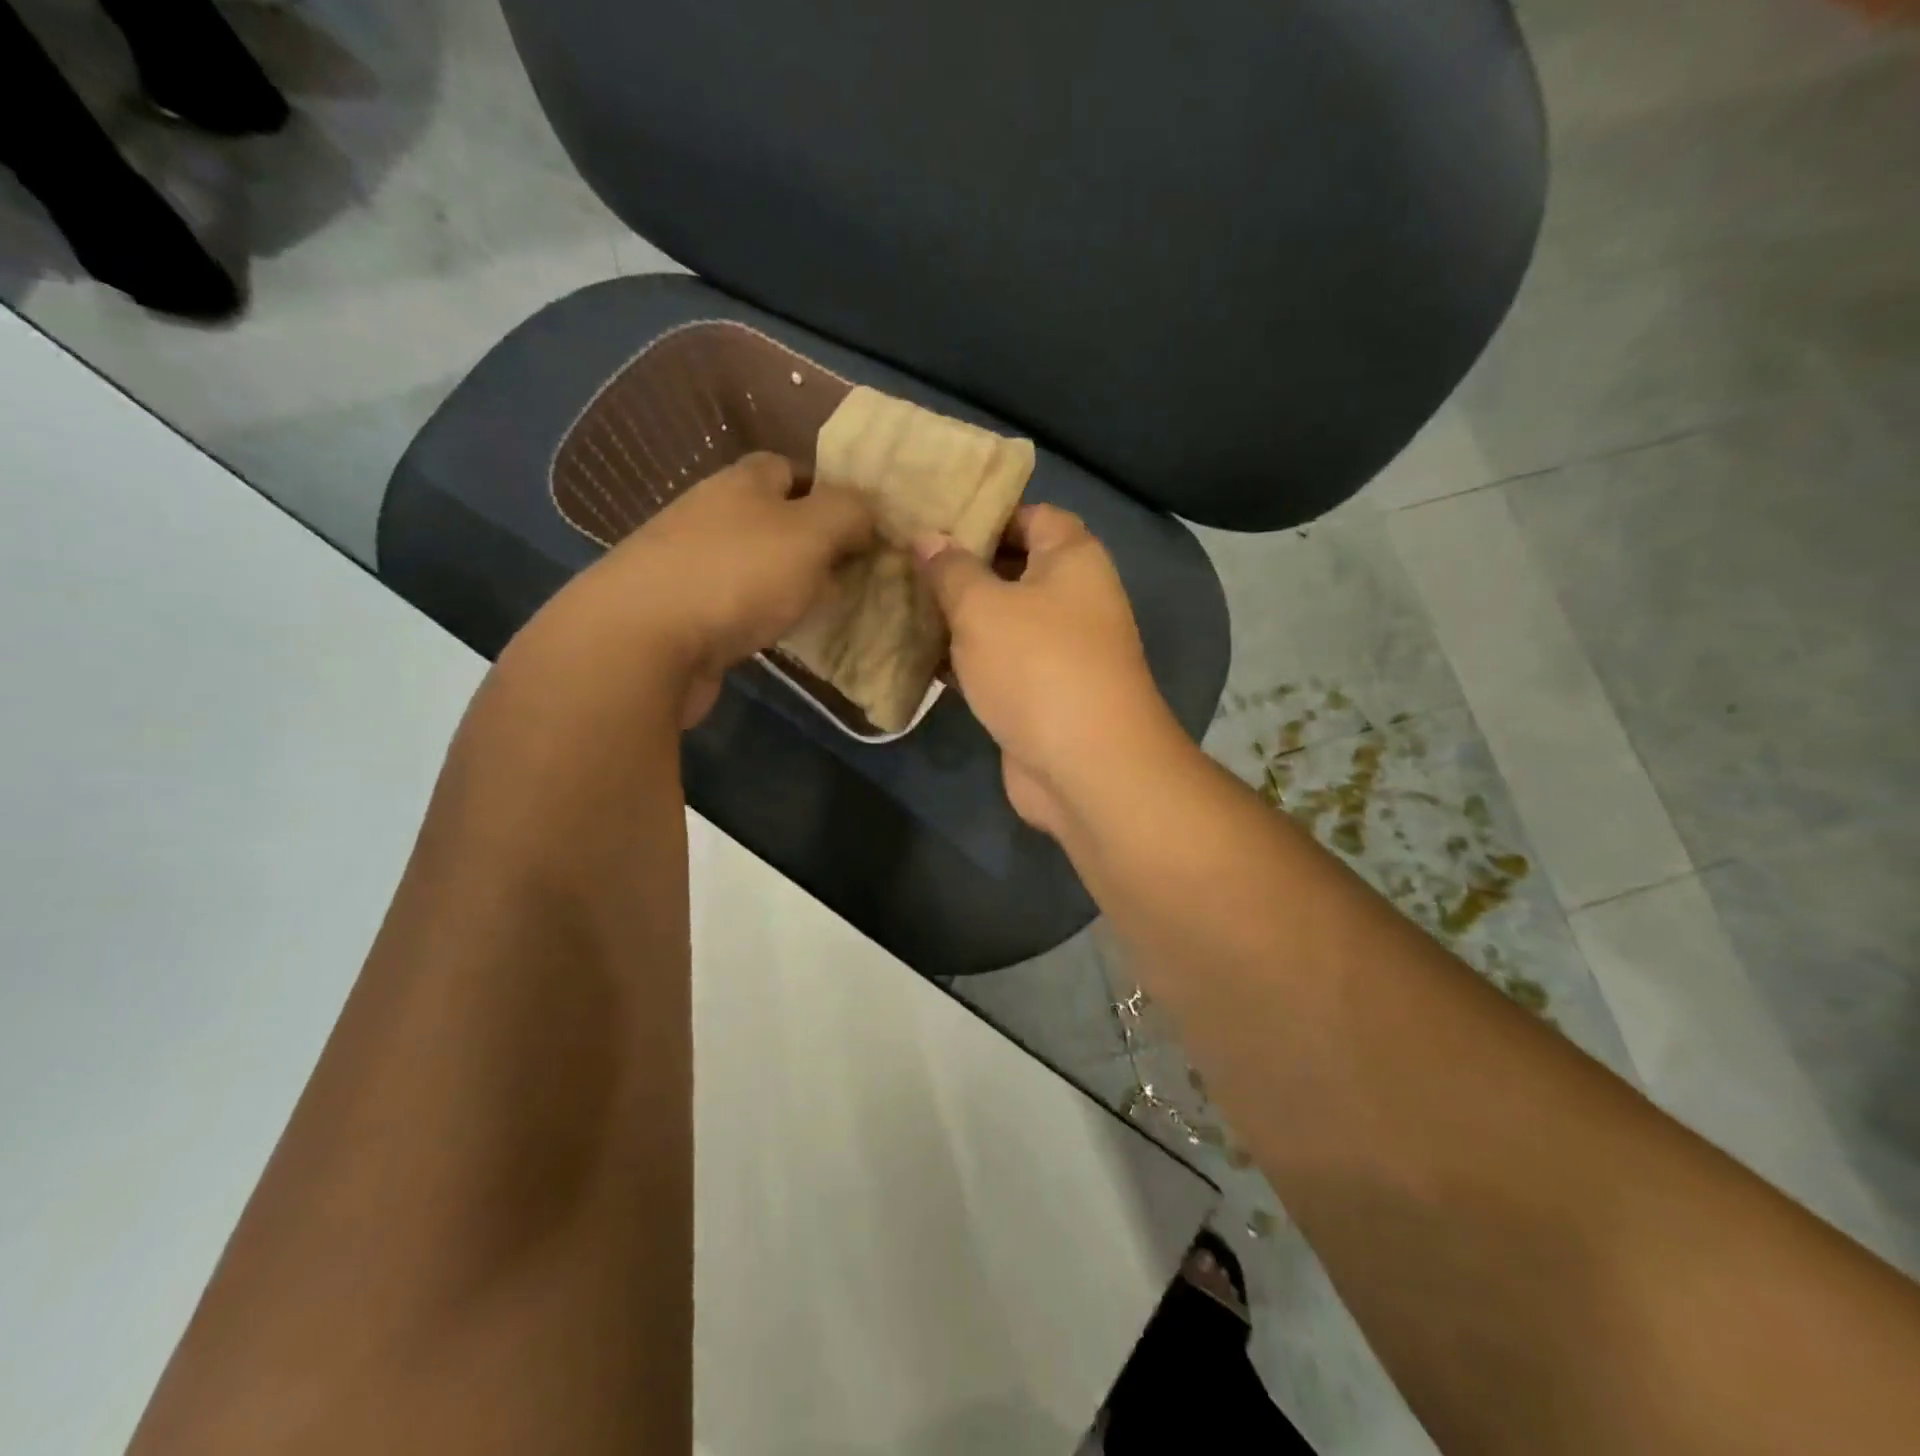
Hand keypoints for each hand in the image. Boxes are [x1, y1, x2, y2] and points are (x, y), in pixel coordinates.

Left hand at [533, 452, 872, 725]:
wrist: (643, 640)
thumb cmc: (737, 575)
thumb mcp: (811, 533)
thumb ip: (848, 514)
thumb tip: (867, 514)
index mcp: (741, 482)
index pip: (788, 468)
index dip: (827, 490)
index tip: (860, 525)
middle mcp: (710, 512)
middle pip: (770, 516)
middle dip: (810, 540)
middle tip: (849, 571)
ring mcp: (688, 562)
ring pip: (752, 561)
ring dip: (785, 579)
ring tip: (819, 606)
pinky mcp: (677, 609)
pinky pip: (733, 601)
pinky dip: (758, 612)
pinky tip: (775, 633)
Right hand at [913, 505, 1184, 835]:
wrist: (1085, 767)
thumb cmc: (1037, 667)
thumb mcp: (982, 607)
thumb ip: (951, 569)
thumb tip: (928, 537)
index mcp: (1073, 559)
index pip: (1031, 515)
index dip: (984, 514)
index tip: (931, 520)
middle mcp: (1073, 599)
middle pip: (1013, 569)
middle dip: (960, 568)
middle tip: (902, 562)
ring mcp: (1058, 650)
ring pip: (1000, 621)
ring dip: (956, 618)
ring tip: (898, 603)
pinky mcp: (1040, 694)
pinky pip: (998, 664)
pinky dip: (964, 660)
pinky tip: (918, 656)